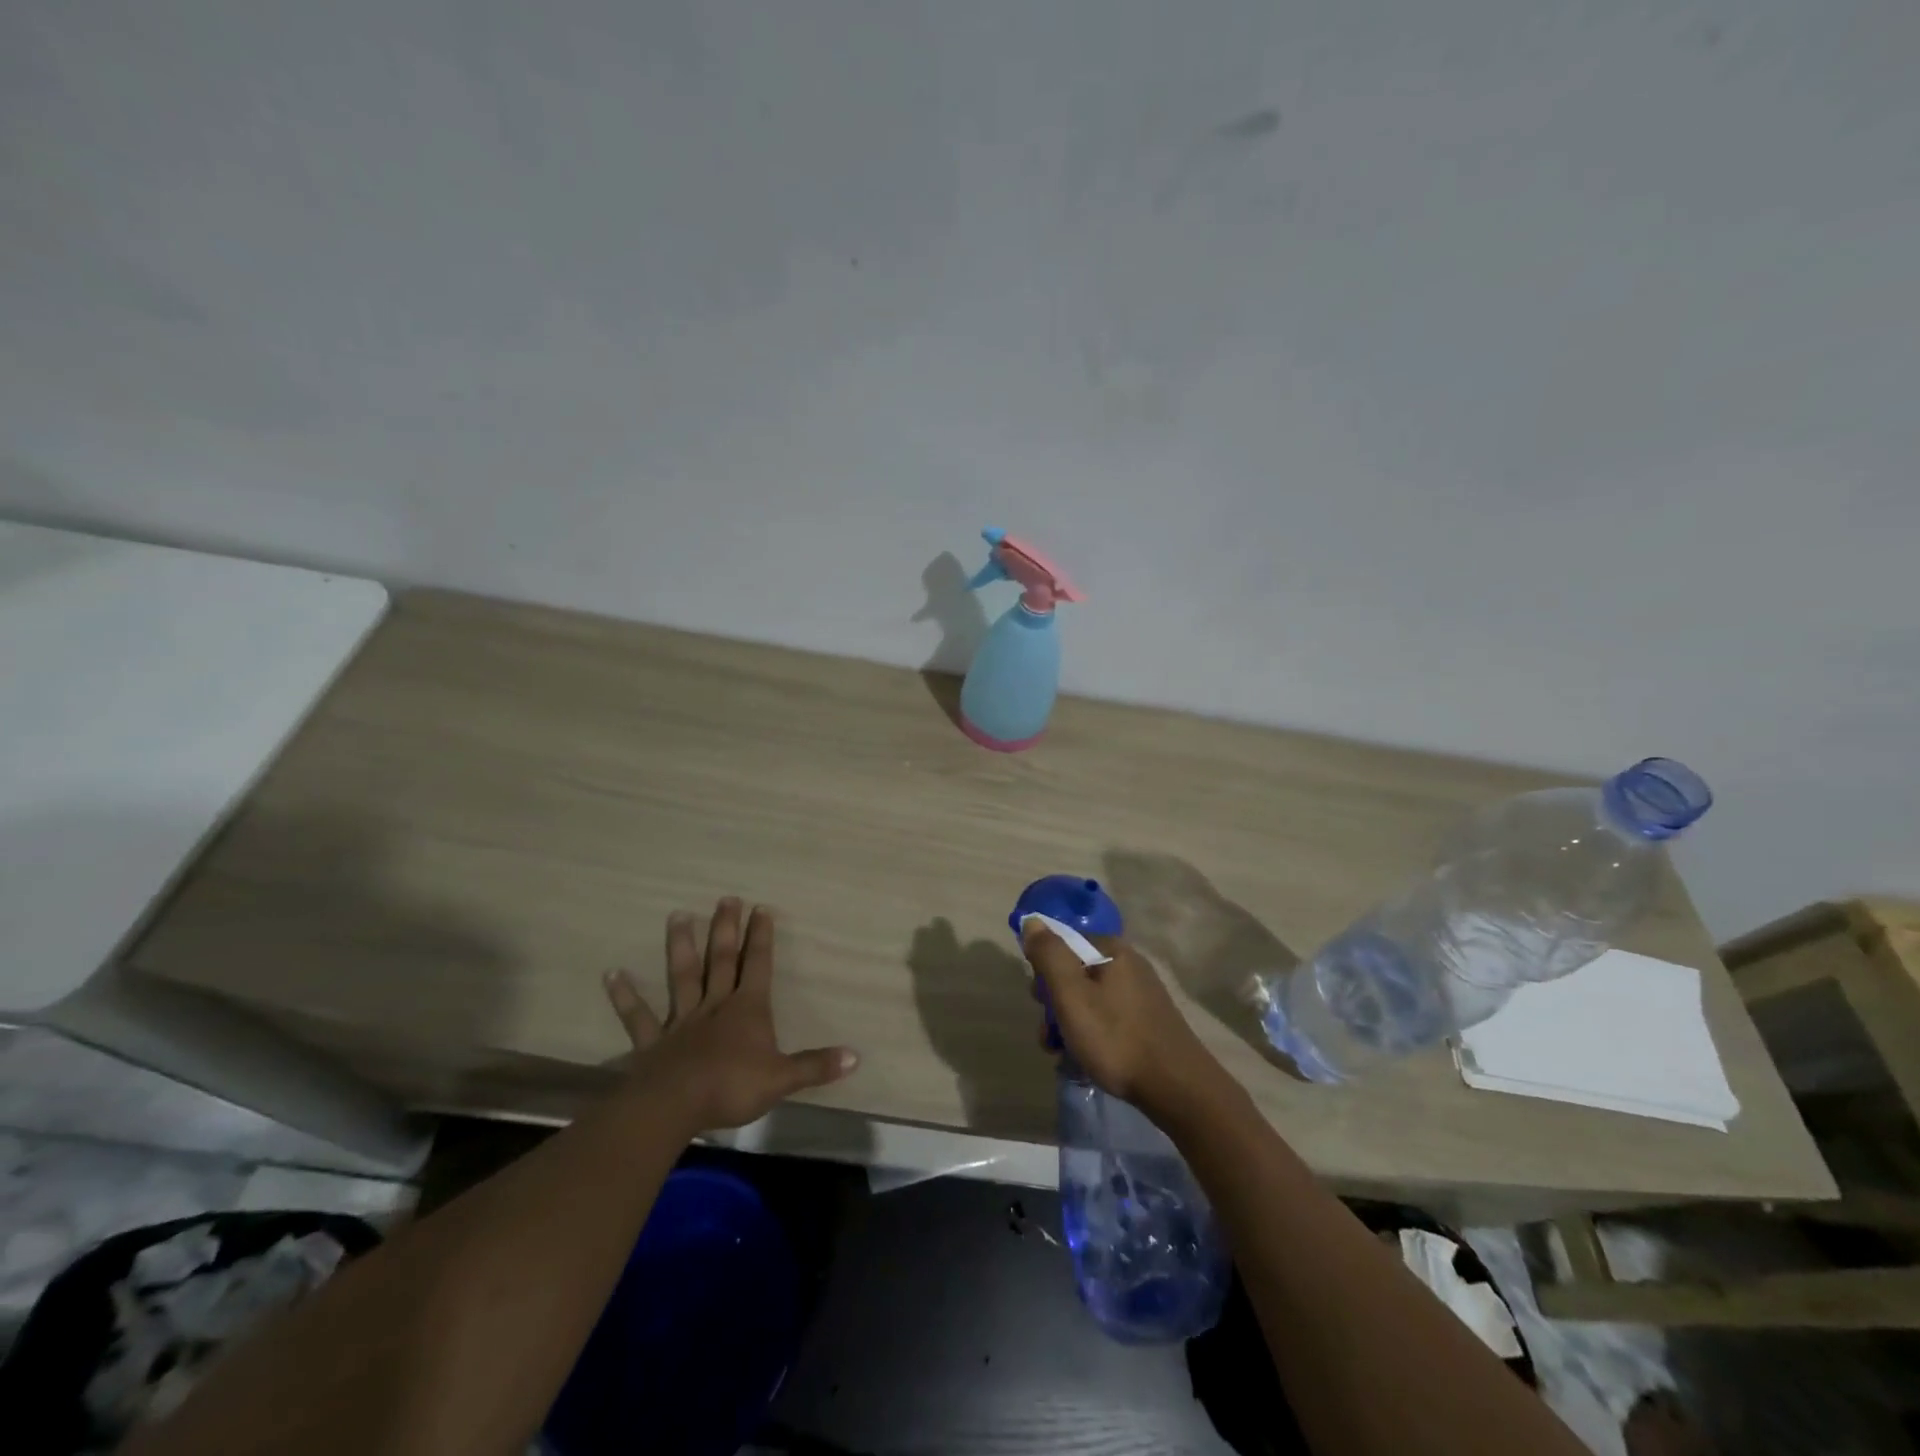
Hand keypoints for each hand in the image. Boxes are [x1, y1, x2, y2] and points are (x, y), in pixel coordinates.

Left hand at [604, 898, 857, 1133]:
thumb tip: (856, 1056)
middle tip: (726, 898)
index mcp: (747, 1009)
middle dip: (726, 929)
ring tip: (678, 914)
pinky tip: (612, 974)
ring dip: (681, 946)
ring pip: (683, 976)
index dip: (761, 938)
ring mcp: (682, 1020)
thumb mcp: (782, 1078)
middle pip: (722, 960)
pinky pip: (638, 1016)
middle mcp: (715, 1005)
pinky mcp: (653, 1042)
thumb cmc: (732, 1087)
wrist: (675, 1105)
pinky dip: (625, 995)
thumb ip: (816, 1065)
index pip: (758, 966)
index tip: (761, 908)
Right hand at [1020, 922, 1224, 1119]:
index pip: (1064, 944)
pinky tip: (1085, 1060)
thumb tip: (1032, 921)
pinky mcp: (1148, 1020)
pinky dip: (1091, 1034)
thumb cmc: (1116, 1038)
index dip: (1044, 970)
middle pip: (1075, 973)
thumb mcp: (1071, 995)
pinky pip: (1108, 1018)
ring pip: (1089, 999)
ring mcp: (1141, 993)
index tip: (1040, 1001)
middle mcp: (1129, 964)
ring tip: (1062, 1054)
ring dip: (1069, 1024)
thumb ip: (1049, 955)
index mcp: (1112, 950)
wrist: (1176, 1087)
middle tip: (1050, 1034)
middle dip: (1055, 1003)